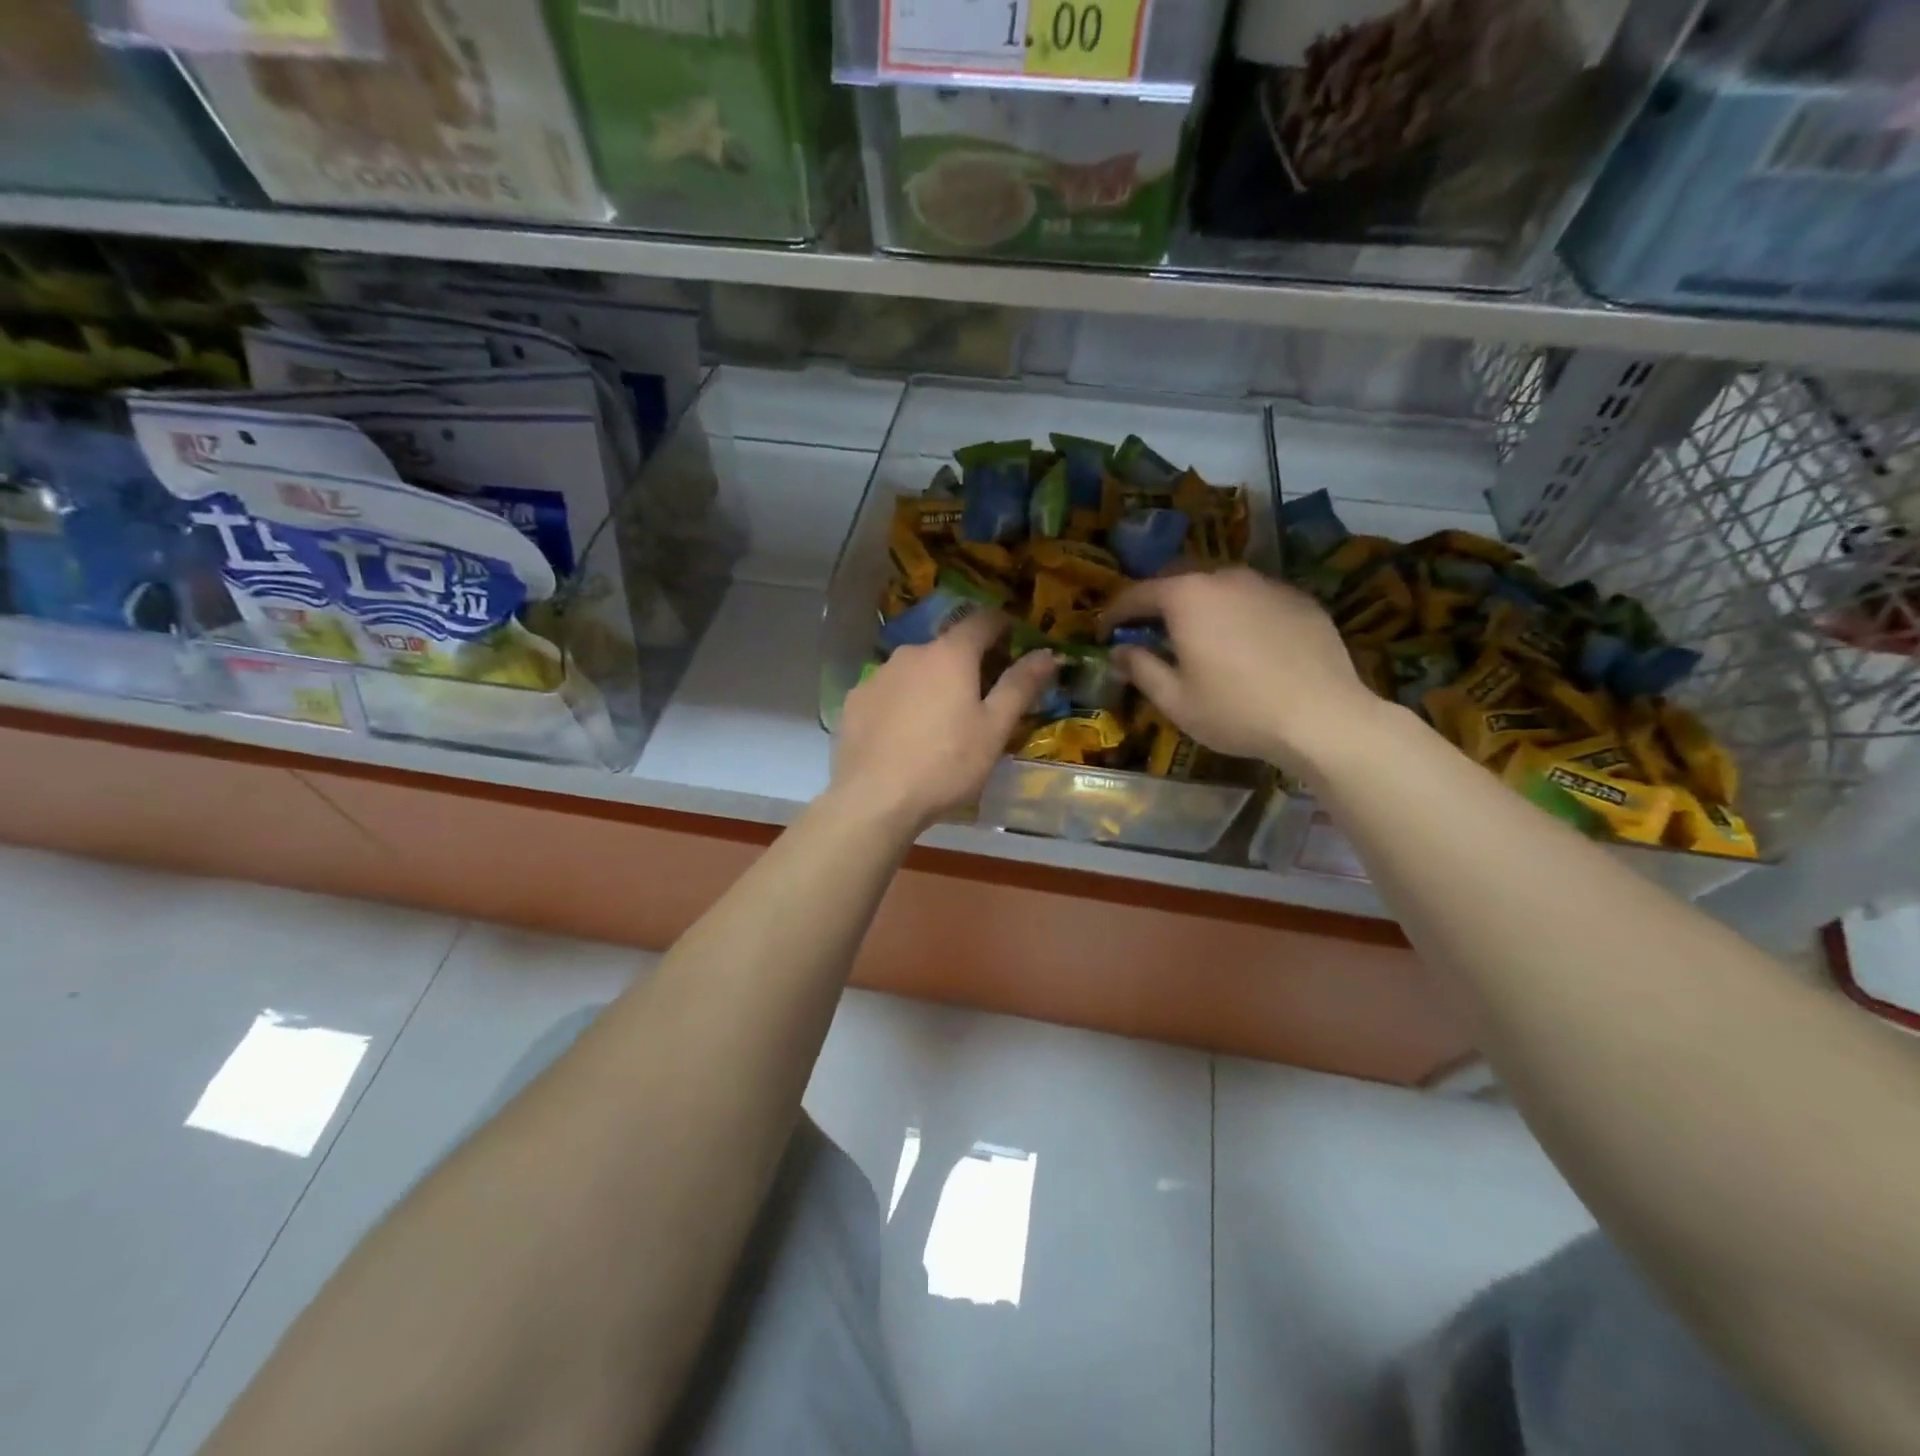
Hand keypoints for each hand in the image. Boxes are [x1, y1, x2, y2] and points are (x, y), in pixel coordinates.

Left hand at [831, 611, 1057, 833]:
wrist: (874, 798)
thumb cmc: (946, 763)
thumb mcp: (994, 729)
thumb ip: (1020, 686)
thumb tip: (1048, 652)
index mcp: (950, 654)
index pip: (983, 620)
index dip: (1003, 627)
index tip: (1015, 642)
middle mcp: (911, 653)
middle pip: (947, 647)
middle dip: (968, 662)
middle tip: (982, 696)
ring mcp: (878, 675)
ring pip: (915, 670)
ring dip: (933, 683)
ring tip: (941, 721)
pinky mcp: (854, 701)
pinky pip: (889, 691)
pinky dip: (903, 702)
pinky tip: (905, 734)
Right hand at [1103, 566, 1385, 776]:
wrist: (1323, 717)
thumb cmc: (1236, 710)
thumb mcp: (1175, 700)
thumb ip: (1141, 668)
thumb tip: (1119, 652)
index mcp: (1186, 597)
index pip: (1137, 594)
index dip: (1115, 613)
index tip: (1105, 633)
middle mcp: (1224, 578)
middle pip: (1178, 580)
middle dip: (1157, 603)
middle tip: (1148, 631)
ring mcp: (1266, 584)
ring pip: (1220, 586)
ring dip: (1199, 605)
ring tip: (1197, 635)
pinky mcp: (1299, 598)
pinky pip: (1255, 598)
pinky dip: (1238, 613)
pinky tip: (1244, 643)